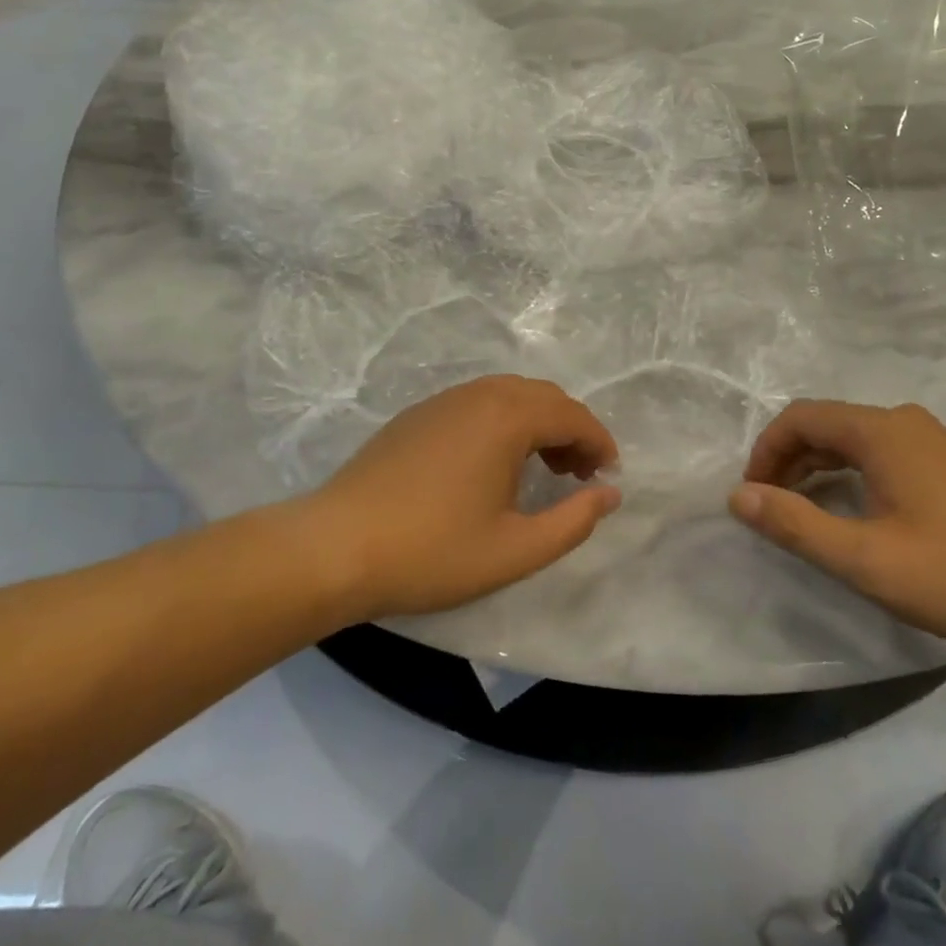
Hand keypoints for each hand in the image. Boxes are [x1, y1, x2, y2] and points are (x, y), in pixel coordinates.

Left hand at [300, 376, 620, 622]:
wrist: (335, 546)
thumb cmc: (432, 551)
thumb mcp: (515, 550)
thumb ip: (573, 521)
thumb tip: (610, 494)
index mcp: (507, 417)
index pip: (572, 416)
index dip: (599, 443)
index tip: (608, 476)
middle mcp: (479, 395)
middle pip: (544, 396)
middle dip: (572, 429)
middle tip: (578, 474)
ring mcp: (444, 400)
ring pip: (510, 395)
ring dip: (538, 422)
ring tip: (542, 468)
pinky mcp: (418, 414)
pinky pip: (479, 402)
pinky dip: (504, 421)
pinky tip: (493, 463)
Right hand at [728, 400, 945, 652]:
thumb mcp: (865, 558)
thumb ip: (796, 524)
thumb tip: (738, 496)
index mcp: (881, 431)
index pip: (801, 418)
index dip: (766, 451)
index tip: (753, 496)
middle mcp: (903, 422)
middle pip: (826, 425)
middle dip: (788, 461)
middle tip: (772, 508)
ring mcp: (931, 441)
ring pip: (854, 441)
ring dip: (818, 469)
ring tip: (804, 514)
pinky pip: (881, 455)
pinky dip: (850, 475)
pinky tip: (854, 514)